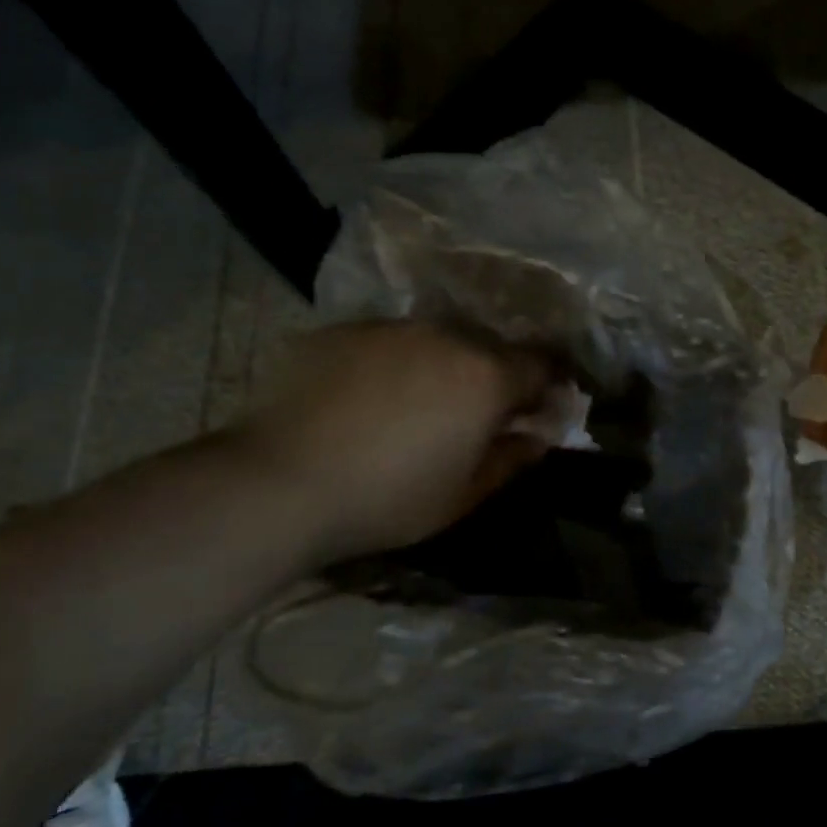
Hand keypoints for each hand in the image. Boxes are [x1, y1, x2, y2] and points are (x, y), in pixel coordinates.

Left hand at [233, 321, 558, 559]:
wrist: (278, 483)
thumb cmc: (388, 499)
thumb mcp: (464, 495)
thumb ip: (512, 458)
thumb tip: (540, 435)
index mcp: (486, 376)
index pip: (541, 365)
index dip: (548, 387)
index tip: (539, 410)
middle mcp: (446, 336)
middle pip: (489, 348)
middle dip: (493, 377)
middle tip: (474, 416)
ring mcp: (389, 327)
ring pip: (435, 340)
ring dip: (441, 367)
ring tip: (413, 407)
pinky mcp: (341, 330)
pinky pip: (385, 343)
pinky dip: (390, 365)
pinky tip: (363, 401)